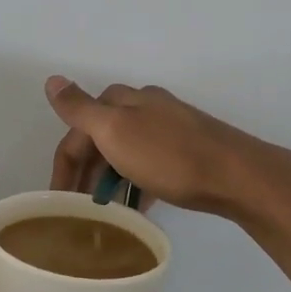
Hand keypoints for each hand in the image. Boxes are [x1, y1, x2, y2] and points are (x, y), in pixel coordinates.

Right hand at [45, 76, 290, 220]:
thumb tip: (52, 79)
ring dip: (108, 181)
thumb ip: (80, 108)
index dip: (64, 164)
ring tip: (103, 212)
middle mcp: (144, 108)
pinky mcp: (186, 152)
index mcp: (123, 100)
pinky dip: (133, 185)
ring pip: (124, 154)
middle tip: (77, 210)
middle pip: (100, 140)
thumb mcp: (115, 130)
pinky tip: (134, 207)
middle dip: (84, 173)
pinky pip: (147, 168)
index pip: (77, 130)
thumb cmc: (169, 156)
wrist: (237, 176)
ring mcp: (168, 129)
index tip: (57, 201)